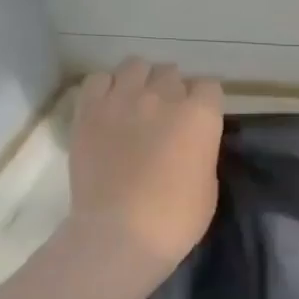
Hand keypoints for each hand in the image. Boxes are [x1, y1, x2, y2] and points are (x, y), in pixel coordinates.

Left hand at [67, 59, 222, 284]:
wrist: (121, 232)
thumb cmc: (177, 217)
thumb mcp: (208, 181)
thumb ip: (200, 149)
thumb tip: (188, 141)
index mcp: (200, 115)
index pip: (209, 87)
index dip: (205, 103)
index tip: (200, 120)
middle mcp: (163, 97)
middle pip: (171, 73)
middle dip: (173, 90)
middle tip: (168, 115)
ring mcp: (122, 100)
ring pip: (136, 66)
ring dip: (142, 80)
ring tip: (138, 102)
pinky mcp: (88, 112)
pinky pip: (98, 80)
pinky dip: (107, 87)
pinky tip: (110, 105)